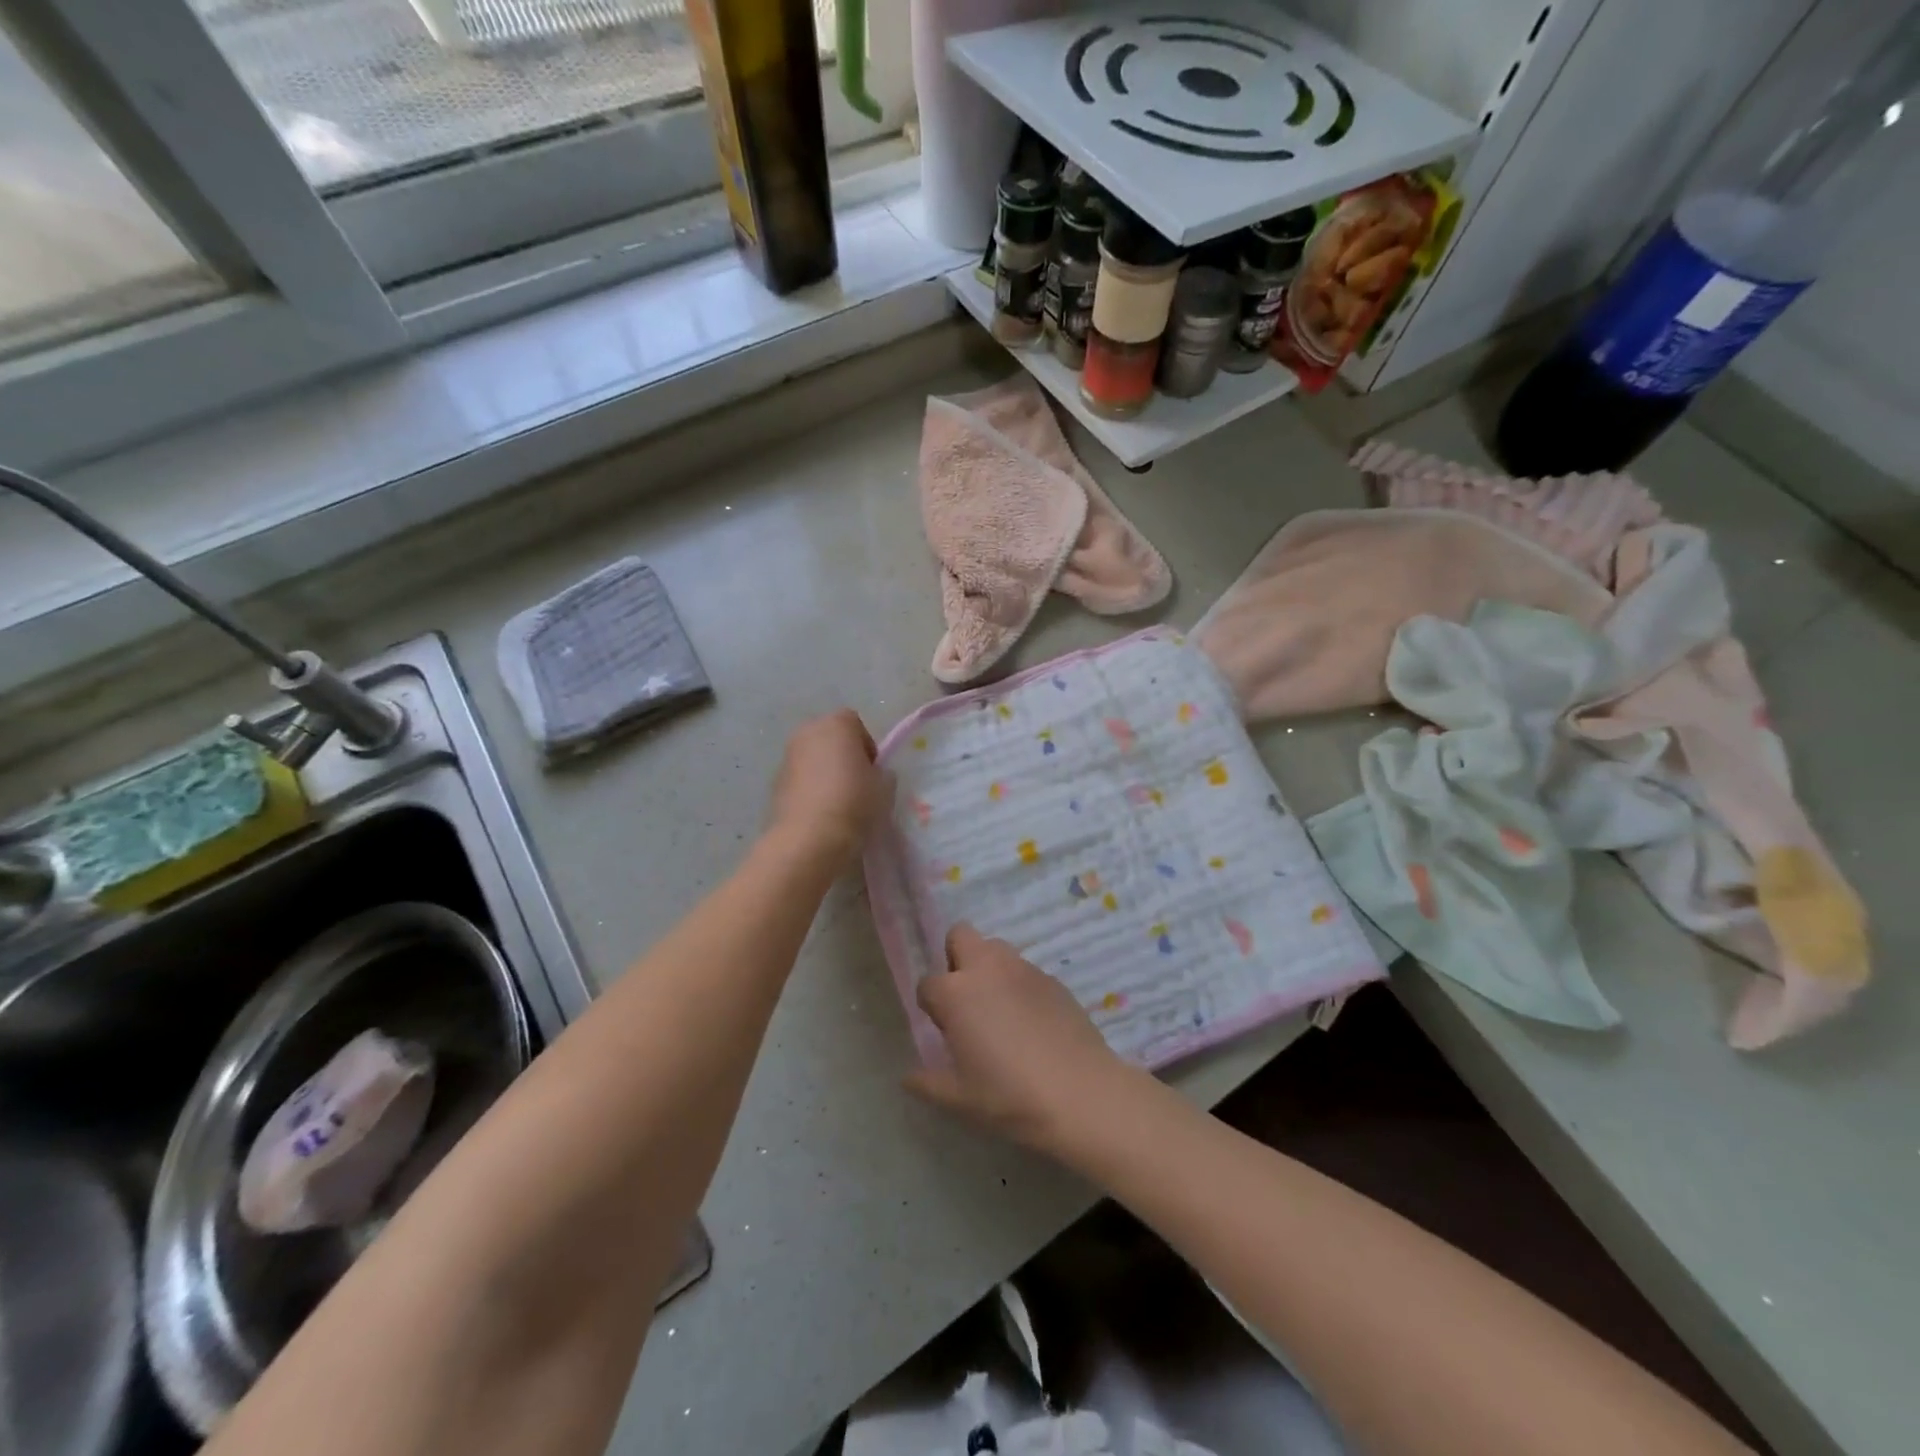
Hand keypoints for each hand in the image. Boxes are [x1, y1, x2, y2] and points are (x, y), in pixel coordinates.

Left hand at [768, 709, 885, 865]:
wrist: (810, 837)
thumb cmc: (854, 802)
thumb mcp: (884, 787)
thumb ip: (882, 773)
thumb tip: (874, 775)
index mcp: (836, 724)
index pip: (856, 724)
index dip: (867, 746)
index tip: (873, 771)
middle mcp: (807, 732)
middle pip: (830, 737)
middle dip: (843, 756)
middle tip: (858, 784)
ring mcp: (787, 756)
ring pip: (813, 758)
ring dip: (825, 772)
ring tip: (839, 802)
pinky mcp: (775, 782)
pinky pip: (800, 778)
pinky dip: (810, 788)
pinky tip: (821, 812)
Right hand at [906, 924, 1136, 1153]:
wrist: (1081, 1094)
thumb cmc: (1010, 1096)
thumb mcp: (960, 1099)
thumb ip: (928, 1083)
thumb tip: (907, 1077)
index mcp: (956, 993)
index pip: (927, 984)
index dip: (932, 1006)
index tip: (944, 1030)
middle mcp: (986, 968)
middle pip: (960, 936)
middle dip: (956, 959)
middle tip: (967, 1001)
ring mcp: (1023, 968)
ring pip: (995, 948)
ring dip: (989, 968)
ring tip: (999, 1010)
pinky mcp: (1052, 978)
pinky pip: (1025, 970)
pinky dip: (1019, 985)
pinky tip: (1031, 1022)